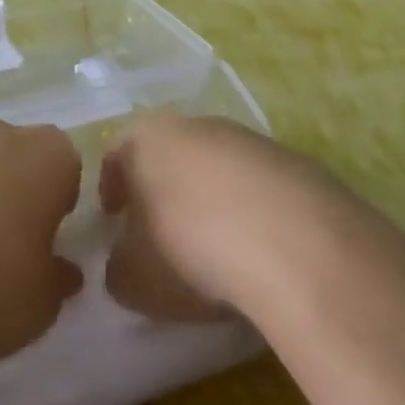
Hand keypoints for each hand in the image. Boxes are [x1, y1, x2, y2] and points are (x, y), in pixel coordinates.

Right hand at [101, 111, 358, 322]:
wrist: (292, 241)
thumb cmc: (190, 250)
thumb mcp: (134, 279)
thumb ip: (119, 267)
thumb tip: (126, 262)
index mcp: (147, 139)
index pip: (116, 154)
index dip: (111, 188)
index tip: (114, 219)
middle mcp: (195, 125)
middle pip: (169, 154)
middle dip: (163, 189)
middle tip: (161, 232)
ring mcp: (247, 138)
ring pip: (216, 166)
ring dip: (210, 198)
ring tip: (215, 246)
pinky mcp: (292, 160)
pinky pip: (258, 185)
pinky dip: (252, 210)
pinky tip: (259, 249)